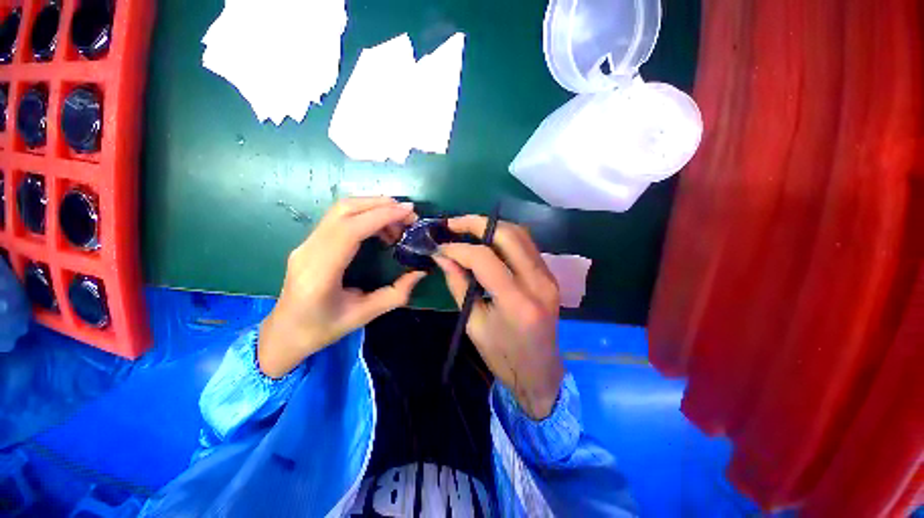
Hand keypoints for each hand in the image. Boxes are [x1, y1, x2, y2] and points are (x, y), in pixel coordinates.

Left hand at [258, 197, 425, 378]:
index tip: (408, 211)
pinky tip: (380, 228)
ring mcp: (306, 243)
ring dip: (372, 207)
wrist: (284, 333)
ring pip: (340, 209)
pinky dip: (364, 214)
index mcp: (320, 273)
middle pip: (344, 210)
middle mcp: (308, 250)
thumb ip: (396, 294)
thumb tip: (421, 272)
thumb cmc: (322, 329)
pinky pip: (339, 218)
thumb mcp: (364, 316)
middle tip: (408, 213)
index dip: (381, 216)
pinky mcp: (310, 241)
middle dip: (380, 204)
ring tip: (398, 220)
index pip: (350, 230)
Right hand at [434, 216, 564, 419]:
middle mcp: (538, 283)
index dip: (459, 249)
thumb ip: (459, 285)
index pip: (485, 259)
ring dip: (492, 226)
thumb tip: (443, 257)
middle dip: (477, 223)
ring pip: (520, 235)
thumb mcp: (474, 324)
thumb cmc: (503, 357)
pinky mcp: (550, 276)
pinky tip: (487, 240)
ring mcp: (548, 277)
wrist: (541, 373)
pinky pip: (527, 245)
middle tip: (453, 224)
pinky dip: (505, 237)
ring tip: (467, 228)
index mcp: (517, 303)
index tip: (440, 248)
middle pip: (508, 235)